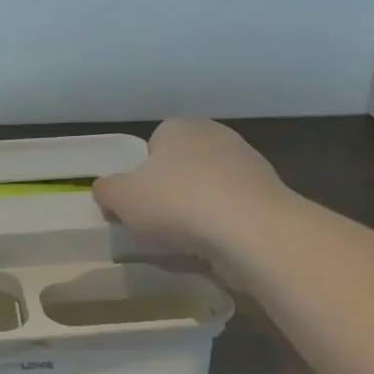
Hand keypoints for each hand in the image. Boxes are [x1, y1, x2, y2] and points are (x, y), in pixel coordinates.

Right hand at [92, 119, 292, 259]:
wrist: (251, 230)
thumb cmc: (177, 202)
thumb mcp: (122, 197)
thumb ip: (107, 190)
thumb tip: (105, 189)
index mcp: (180, 127)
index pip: (153, 144)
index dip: (142, 175)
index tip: (138, 202)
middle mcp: (216, 136)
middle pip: (182, 166)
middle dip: (171, 191)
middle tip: (158, 222)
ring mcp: (248, 164)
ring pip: (209, 189)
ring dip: (198, 210)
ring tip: (186, 240)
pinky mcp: (268, 196)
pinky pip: (233, 211)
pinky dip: (222, 226)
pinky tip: (214, 246)